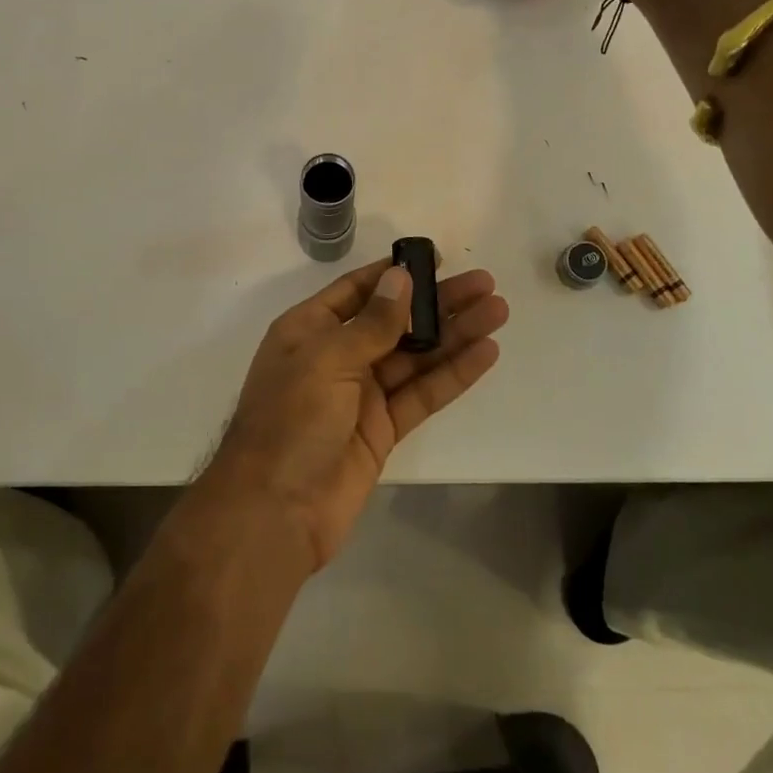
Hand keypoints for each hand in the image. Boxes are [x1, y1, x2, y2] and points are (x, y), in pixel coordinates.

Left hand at [205, 258, 509, 570]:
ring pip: (415, 356)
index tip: (434, 260)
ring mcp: (361, 395)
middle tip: (485, 284)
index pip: (357, 291)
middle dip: (438, 303)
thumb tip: (400, 277)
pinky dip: (453, 375)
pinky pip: (422, 394)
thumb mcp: (326, 360)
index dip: (394, 274)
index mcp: (308, 330)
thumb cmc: (290, 421)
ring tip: (498, 311)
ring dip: (455, 334)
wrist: (275, 512)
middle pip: (395, 321)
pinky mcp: (383, 429)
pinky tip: (485, 354)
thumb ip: (372, 323)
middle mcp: (336, 357)